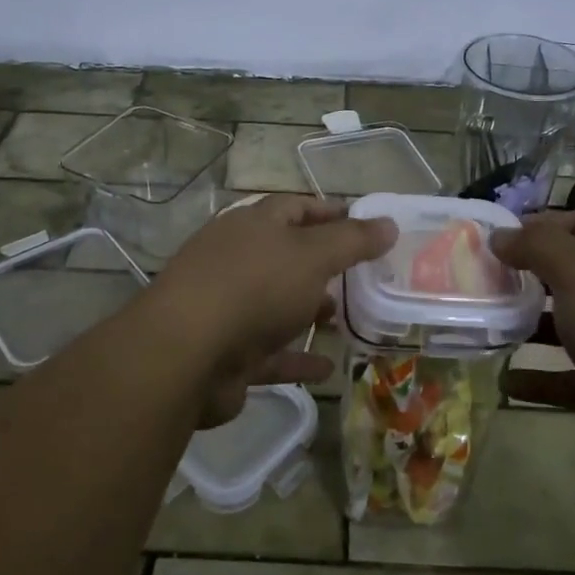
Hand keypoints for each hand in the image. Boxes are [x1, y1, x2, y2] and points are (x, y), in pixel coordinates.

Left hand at [147, 195, 396, 425]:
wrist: (186, 354)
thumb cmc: (255, 287)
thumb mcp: (313, 255)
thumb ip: (352, 241)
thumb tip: (388, 223)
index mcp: (253, 226)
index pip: (295, 207)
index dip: (330, 212)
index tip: (365, 223)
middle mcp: (237, 260)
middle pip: (285, 256)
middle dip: (322, 264)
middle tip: (362, 275)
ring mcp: (229, 307)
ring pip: (277, 304)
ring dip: (308, 310)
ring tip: (344, 317)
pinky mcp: (228, 353)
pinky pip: (271, 353)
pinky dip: (298, 358)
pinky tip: (328, 367)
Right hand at [489, 210, 574, 480]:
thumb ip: (537, 246)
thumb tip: (501, 235)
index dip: (542, 226)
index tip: (499, 239)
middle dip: (531, 278)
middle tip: (487, 282)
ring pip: (573, 327)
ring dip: (532, 328)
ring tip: (491, 327)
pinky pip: (572, 378)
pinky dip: (541, 379)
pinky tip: (507, 382)